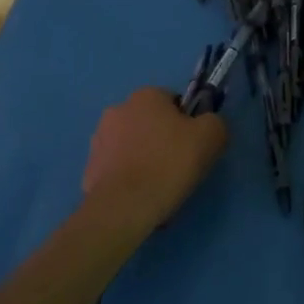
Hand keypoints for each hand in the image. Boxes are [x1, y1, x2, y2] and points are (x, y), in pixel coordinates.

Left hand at [80, 88, 226, 234]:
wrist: (123, 207)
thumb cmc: (168, 164)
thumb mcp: (210, 138)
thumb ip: (214, 122)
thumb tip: (208, 125)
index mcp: (146, 95)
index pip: (174, 104)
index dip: (188, 126)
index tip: (192, 150)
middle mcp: (119, 109)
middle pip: (152, 124)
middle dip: (163, 142)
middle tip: (177, 170)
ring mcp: (100, 139)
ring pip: (133, 147)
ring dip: (144, 160)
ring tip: (157, 189)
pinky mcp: (89, 168)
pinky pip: (117, 170)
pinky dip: (128, 180)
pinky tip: (139, 199)